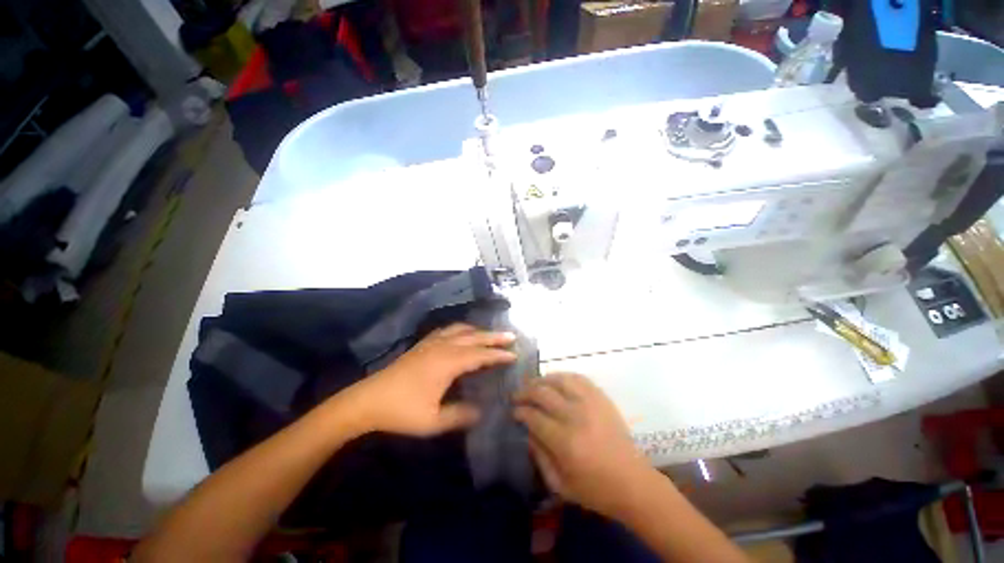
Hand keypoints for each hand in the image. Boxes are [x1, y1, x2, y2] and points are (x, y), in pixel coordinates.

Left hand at [345, 324, 516, 436]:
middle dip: (493, 336)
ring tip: (489, 334)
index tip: (514, 355)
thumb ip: (460, 416)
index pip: (480, 354)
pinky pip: (447, 330)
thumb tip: (481, 412)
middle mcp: (443, 347)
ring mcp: (431, 343)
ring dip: (478, 330)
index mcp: (448, 363)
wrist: (368, 400)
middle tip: (511, 336)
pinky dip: (460, 329)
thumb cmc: (402, 411)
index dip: (498, 354)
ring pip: (460, 330)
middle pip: (474, 337)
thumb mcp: (433, 421)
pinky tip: (461, 333)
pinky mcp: (422, 344)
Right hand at [513, 373, 652, 518]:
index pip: (534, 416)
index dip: (520, 411)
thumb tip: (527, 430)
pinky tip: (556, 381)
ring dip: (542, 380)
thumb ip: (539, 456)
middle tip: (518, 396)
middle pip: (543, 393)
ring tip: (534, 385)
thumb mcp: (560, 484)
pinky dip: (563, 376)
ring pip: (559, 380)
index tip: (514, 411)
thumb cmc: (595, 489)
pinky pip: (578, 378)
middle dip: (525, 392)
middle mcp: (576, 416)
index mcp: (565, 442)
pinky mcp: (602, 398)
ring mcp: (591, 403)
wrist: (633, 482)